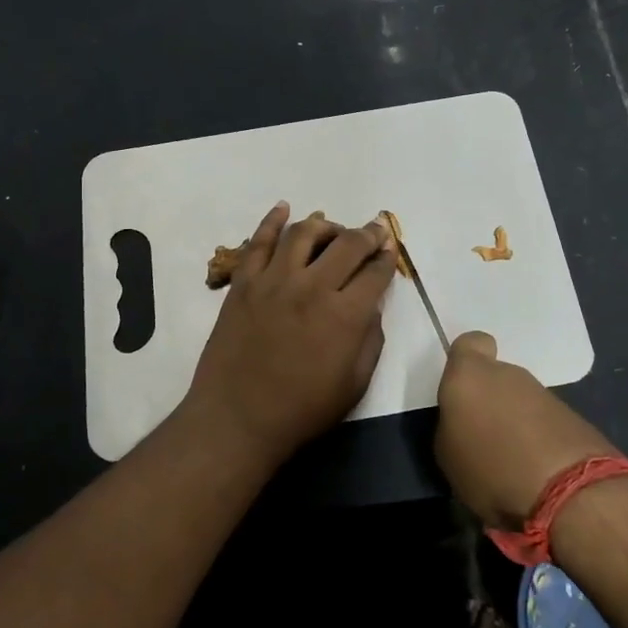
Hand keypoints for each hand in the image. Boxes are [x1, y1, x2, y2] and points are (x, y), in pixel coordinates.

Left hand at [184, 202, 397, 462]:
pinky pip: (258, 241)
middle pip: (346, 244)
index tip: (390, 250)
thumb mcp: (354, 384)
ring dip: (324, 225)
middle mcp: (312, 287)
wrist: (237, 419)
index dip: (387, 258)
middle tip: (374, 231)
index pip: (375, 272)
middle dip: (367, 233)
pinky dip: (272, 220)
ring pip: (303, 233)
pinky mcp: (244, 283)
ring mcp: (274, 280)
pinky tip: (284, 209)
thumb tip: (370, 307)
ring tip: (332, 229)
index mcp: (345, 315)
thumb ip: (370, 339)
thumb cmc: (302, 410)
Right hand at [435, 331, 618, 528]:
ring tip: (509, 461)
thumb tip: (463, 423)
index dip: (466, 361)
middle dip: (490, 400)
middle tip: (482, 437)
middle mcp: (508, 374)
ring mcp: (544, 393)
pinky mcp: (573, 417)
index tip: (463, 388)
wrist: (569, 493)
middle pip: (495, 376)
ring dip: (514, 422)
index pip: (470, 342)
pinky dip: (538, 439)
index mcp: (470, 375)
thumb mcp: (447, 455)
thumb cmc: (490, 468)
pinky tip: (536, 470)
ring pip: (520, 400)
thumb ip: (451, 426)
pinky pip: (544, 421)